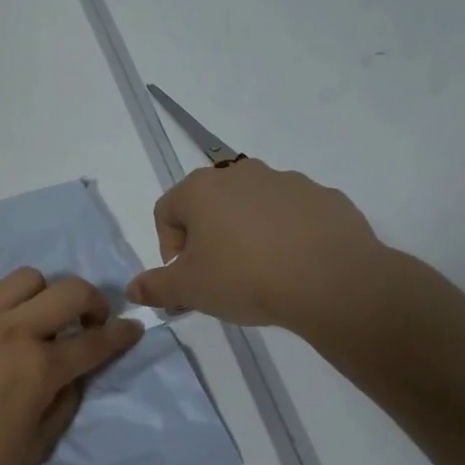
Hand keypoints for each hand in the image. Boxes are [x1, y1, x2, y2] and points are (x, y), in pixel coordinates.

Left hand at [0, 268, 141, 464]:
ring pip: (26, 279)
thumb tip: (72, 377)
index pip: (94, 341)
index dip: (121, 334)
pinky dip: (6, 307)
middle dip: (92, 300)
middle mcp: (12, 330)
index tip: (133, 328)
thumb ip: (62, 407)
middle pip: (68, 290)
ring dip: (46, 294)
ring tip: (38, 320)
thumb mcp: (32, 450)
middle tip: (88, 321)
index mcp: (38, 367)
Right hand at [126, 159, 403, 350]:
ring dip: (247, 232)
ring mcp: (286, 181)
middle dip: (208, 237)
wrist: (332, 281)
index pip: (166, 212)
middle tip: (219, 275)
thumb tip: (132, 289)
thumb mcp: (190, 290)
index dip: (168, 247)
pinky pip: (292, 214)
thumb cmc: (245, 277)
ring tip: (260, 271)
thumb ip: (156, 287)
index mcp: (201, 189)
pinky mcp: (324, 196)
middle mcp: (241, 174)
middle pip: (210, 205)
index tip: (185, 277)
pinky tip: (294, 265)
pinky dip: (286, 234)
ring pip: (252, 206)